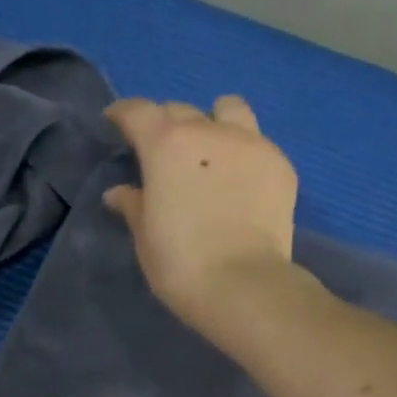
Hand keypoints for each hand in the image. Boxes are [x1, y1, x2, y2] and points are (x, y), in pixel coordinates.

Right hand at [104, 95, 300, 339]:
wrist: (242, 285)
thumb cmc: (180, 265)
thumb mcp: (146, 238)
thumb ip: (133, 206)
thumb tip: (119, 193)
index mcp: (167, 146)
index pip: (139, 112)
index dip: (124, 114)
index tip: (116, 122)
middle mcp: (209, 132)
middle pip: (182, 111)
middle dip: (166, 124)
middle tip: (161, 152)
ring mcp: (251, 144)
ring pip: (229, 111)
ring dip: (213, 122)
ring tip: (210, 150)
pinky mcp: (280, 165)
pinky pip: (257, 144)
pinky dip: (242, 155)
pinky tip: (239, 183)